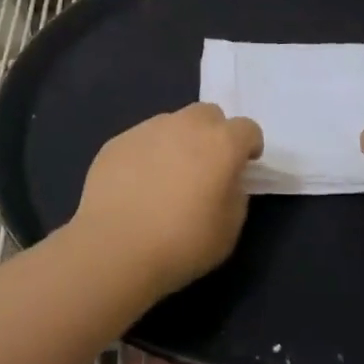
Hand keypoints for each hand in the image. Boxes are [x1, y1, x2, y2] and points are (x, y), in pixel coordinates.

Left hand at [72, 103, 263, 295]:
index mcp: (221, 143)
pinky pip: (142, 141)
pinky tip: (137, 186)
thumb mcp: (229, 229)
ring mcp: (148, 129)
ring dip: (178, 142)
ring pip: (173, 124)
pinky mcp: (117, 141)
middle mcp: (186, 125)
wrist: (115, 248)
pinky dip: (147, 155)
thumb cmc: (182, 243)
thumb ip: (235, 194)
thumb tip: (226, 181)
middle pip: (209, 115)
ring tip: (166, 179)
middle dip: (213, 134)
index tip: (243, 168)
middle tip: (206, 168)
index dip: (248, 147)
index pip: (247, 128)